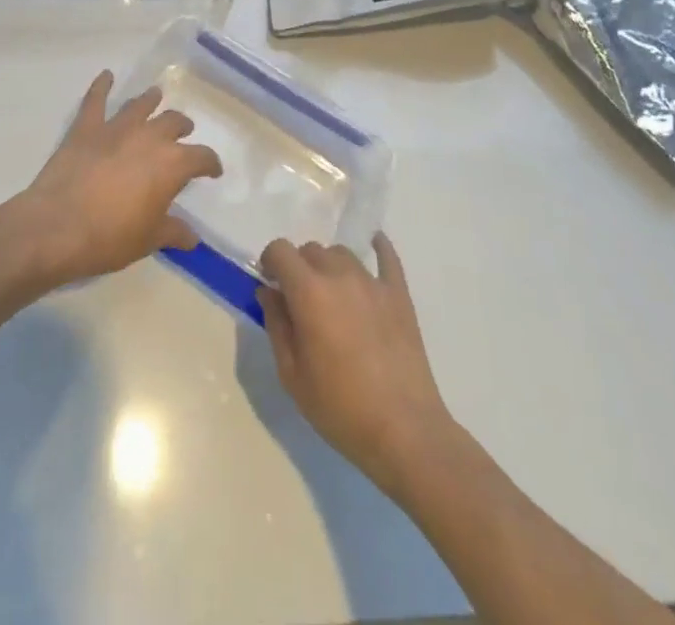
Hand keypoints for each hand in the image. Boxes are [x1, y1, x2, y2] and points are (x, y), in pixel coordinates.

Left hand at [18, 71, 221, 285]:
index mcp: (172, 164)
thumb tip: (192, 236)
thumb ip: (173, 232)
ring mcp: (116, 128)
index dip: (210, 163)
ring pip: (140, 105)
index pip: (201, 157)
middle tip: (183, 132)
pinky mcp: (86, 127)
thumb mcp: (148, 240)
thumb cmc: (110, 237)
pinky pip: (96, 100)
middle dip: (181, 127)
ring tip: (155, 96)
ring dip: (150, 100)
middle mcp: (149, 137)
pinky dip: (101, 85)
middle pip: (173, 122)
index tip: (212, 170)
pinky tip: (106, 76)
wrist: (58, 227)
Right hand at [258, 234, 455, 497]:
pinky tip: (374, 243)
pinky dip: (378, 247)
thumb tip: (269, 292)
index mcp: (309, 292)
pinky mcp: (399, 295)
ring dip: (329, 265)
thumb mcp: (292, 375)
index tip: (270, 282)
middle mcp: (339, 276)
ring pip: (342, 253)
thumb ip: (276, 325)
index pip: (280, 250)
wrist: (405, 432)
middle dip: (298, 267)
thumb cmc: (340, 408)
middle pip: (311, 250)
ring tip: (331, 294)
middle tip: (299, 298)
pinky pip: (387, 258)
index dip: (270, 261)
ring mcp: (373, 282)